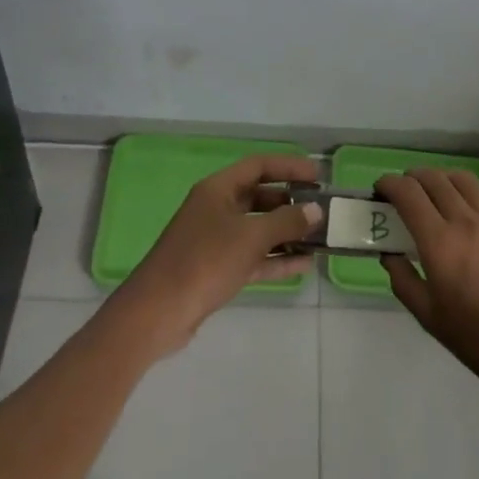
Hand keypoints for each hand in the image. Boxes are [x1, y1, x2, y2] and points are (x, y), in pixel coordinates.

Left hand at [114, 155, 321, 355]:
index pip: (258, 166)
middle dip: (290, 202)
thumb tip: (315, 211)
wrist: (158, 312)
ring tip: (320, 238)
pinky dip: (276, 259)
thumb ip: (286, 222)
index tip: (318, 177)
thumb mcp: (250, 237)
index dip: (289, 167)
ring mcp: (215, 240)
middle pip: (259, 197)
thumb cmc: (204, 261)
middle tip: (321, 209)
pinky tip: (304, 265)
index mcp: (218, 189)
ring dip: (287, 233)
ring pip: (258, 229)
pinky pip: (253, 257)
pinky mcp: (217, 269)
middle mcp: (216, 208)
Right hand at [378, 168, 478, 403]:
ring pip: (464, 180)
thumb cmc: (477, 338)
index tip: (380, 190)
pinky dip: (473, 191)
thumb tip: (389, 254)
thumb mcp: (428, 316)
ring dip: (442, 178)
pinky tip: (471, 203)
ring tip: (436, 190)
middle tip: (405, 191)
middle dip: (413, 178)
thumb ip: (403, 280)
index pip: (408, 194)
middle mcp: (466, 221)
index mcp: (439, 242)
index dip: (389, 184)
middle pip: (434, 179)